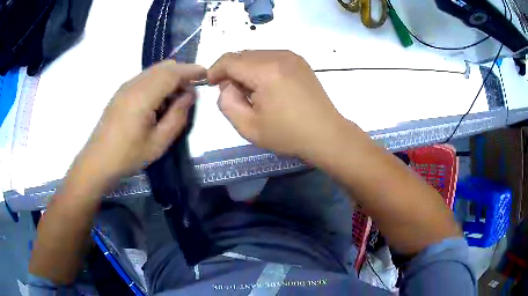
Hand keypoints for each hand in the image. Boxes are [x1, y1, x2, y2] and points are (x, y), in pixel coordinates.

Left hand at [74, 60, 204, 184]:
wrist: (98, 161)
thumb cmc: (128, 155)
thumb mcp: (159, 142)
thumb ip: (178, 116)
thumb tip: (189, 95)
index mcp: (143, 96)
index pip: (172, 73)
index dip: (191, 70)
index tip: (206, 74)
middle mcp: (133, 84)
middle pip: (163, 67)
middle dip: (181, 73)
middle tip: (191, 91)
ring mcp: (125, 87)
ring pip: (154, 71)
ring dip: (169, 77)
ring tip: (175, 98)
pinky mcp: (121, 92)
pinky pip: (145, 78)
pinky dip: (157, 82)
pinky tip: (158, 101)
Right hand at [207, 50, 343, 158]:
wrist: (326, 134)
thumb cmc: (288, 135)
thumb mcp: (248, 127)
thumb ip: (227, 103)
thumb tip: (227, 86)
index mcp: (266, 71)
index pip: (229, 60)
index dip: (215, 70)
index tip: (211, 84)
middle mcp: (279, 56)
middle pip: (242, 55)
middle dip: (231, 71)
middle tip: (234, 94)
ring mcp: (292, 56)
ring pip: (256, 55)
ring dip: (246, 70)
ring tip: (252, 93)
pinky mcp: (299, 61)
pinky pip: (270, 57)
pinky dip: (261, 68)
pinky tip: (267, 87)